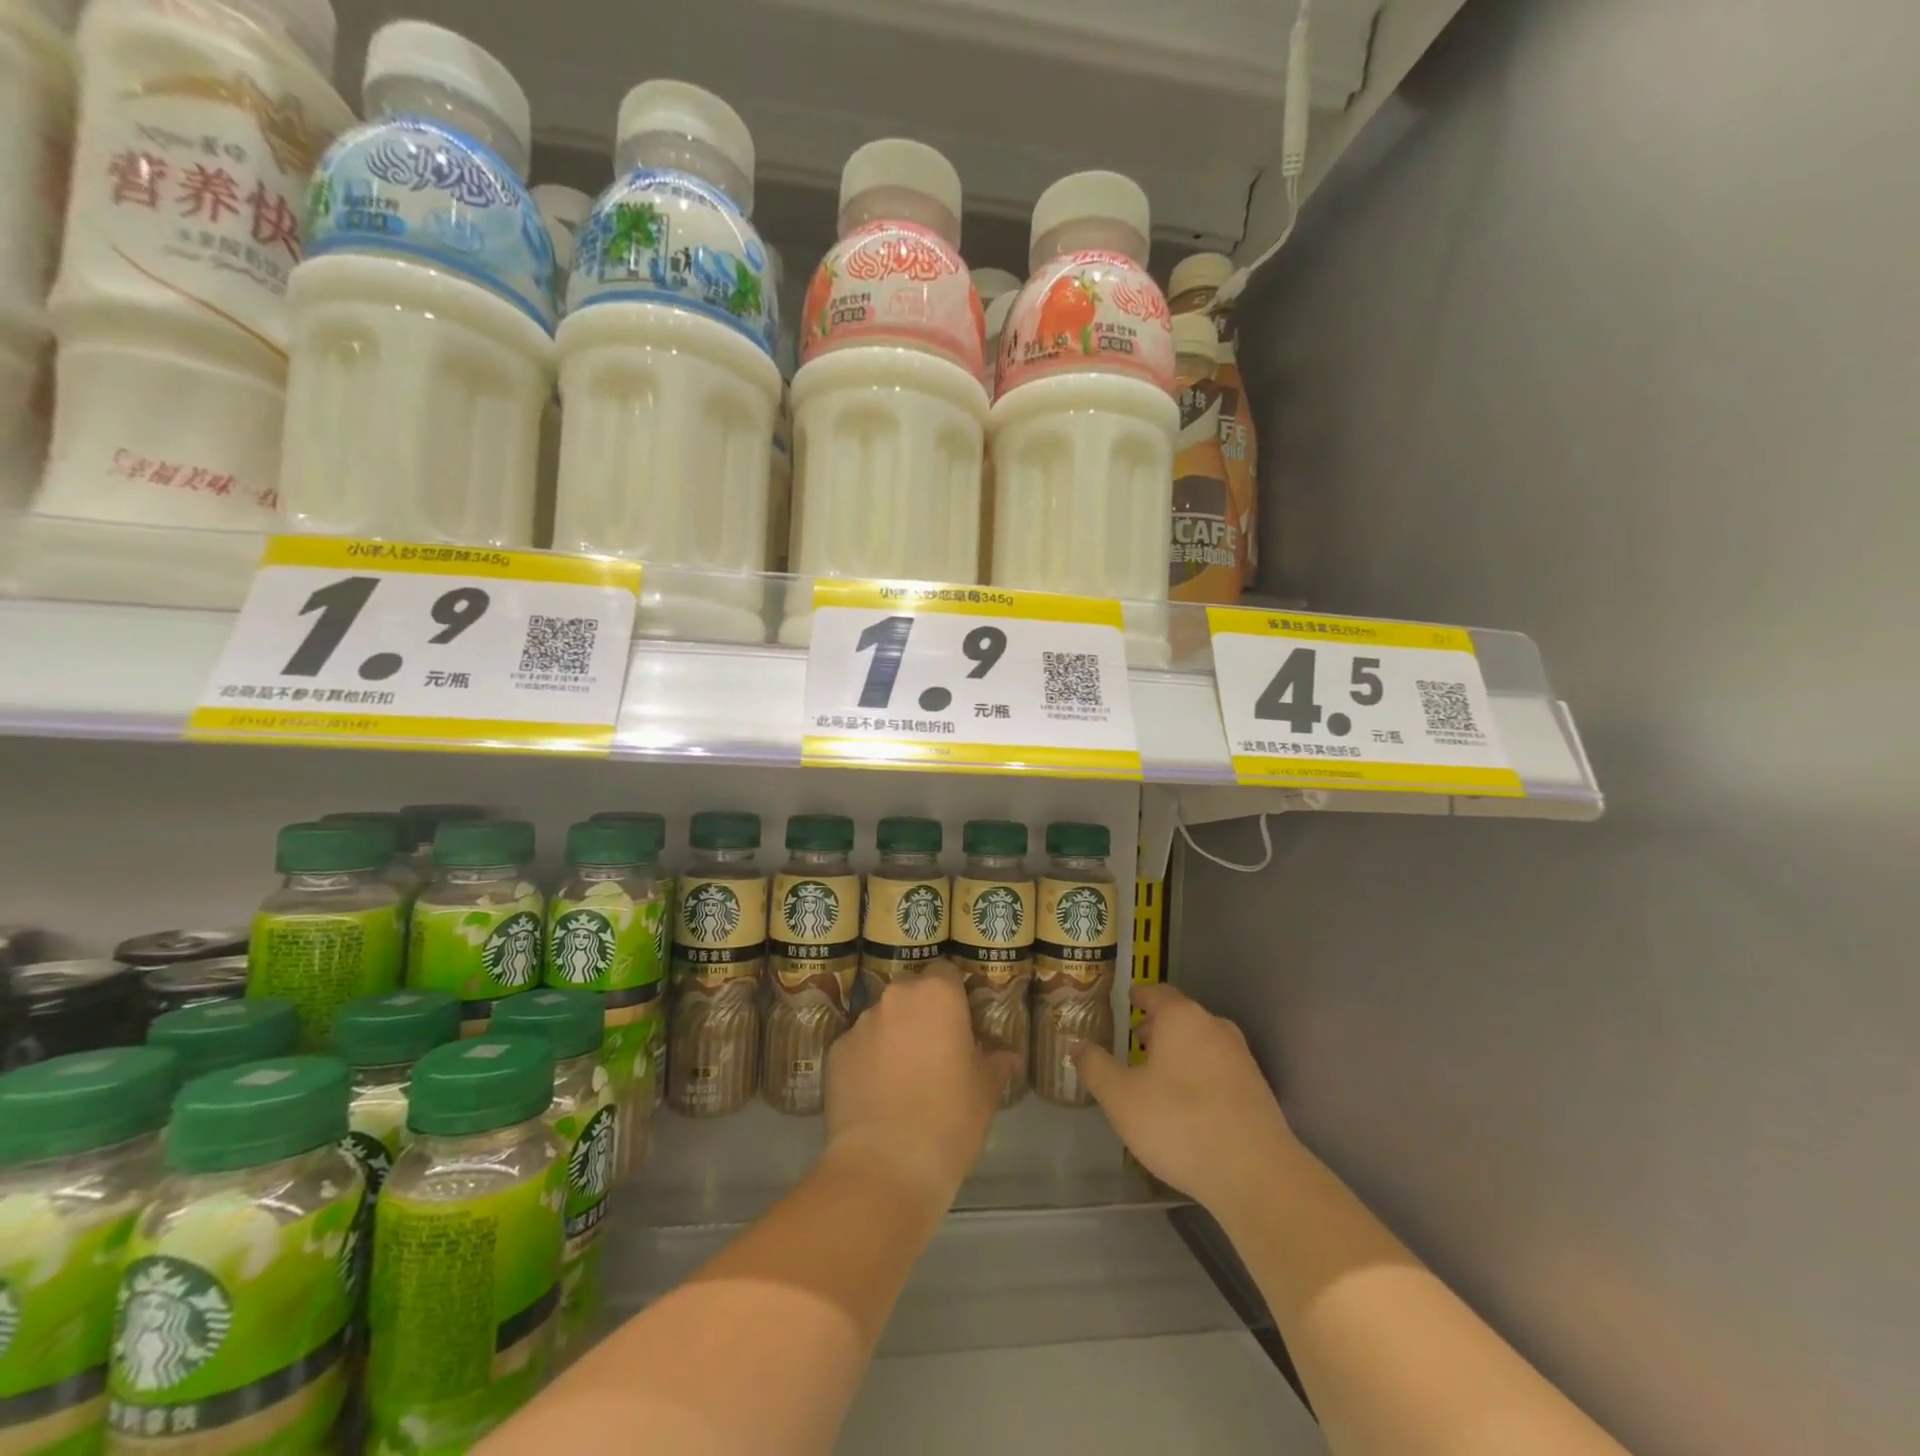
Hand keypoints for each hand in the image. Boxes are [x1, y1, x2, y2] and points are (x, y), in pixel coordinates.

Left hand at [825, 964, 1017, 1206]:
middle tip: (935, 1049)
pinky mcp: (835, 1052)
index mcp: (937, 994)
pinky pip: (858, 1046)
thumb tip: (1007, 1056)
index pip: (946, 971)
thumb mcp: (986, 1091)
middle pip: (911, 991)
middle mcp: (895, 997)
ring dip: (894, 1035)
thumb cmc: (949, 1119)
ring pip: (883, 1018)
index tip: (962, 1022)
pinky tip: (876, 1094)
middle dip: (922, 1012)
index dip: (955, 994)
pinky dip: (868, 1060)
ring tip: (903, 1077)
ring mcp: (860, 1023)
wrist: (885, 1166)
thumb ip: (996, 1062)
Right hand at [1072, 982, 1296, 1216]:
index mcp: (1181, 1017)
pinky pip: (1219, 1067)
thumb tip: (1077, 1045)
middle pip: (1181, 1016)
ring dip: (1179, 1050)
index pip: (1156, 992)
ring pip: (1202, 1041)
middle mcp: (1214, 1026)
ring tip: (1158, 1074)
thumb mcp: (1121, 1098)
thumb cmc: (1179, 1123)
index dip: (1138, 996)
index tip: (1127, 1001)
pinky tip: (1188, 1102)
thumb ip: (1095, 1067)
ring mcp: (1241, 1057)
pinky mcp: (1257, 1088)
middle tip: (1134, 1042)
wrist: (1255, 1173)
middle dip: (1157, 1026)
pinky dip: (1199, 1072)